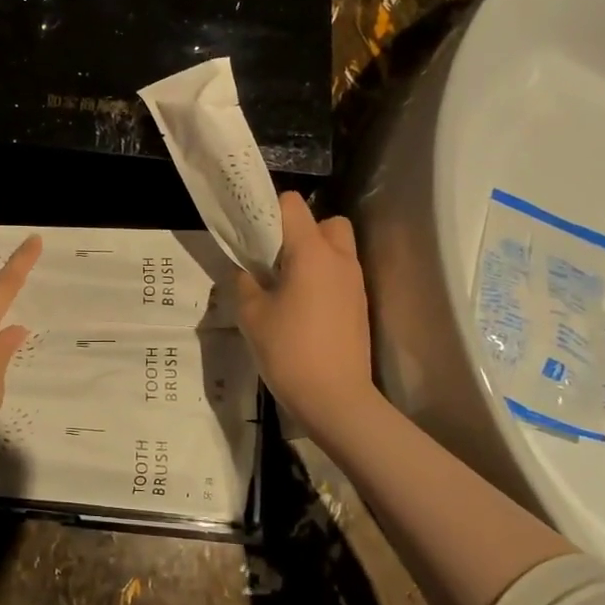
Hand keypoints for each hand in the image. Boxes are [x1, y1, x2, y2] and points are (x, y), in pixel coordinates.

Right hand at [237, 192, 377, 436]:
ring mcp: (355, 283)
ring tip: (286, 282)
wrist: (336, 399)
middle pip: (325, 221)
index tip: (252, 233)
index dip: (269, 210)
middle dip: (301, 230)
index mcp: (312, 253)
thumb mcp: (251, 315)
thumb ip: (245, 283)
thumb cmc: (289, 351)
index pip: (293, 205)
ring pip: (337, 248)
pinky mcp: (359, 305)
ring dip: (313, 254)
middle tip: (275, 257)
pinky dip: (323, 278)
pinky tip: (302, 306)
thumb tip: (246, 271)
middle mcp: (340, 259)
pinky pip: (340, 274)